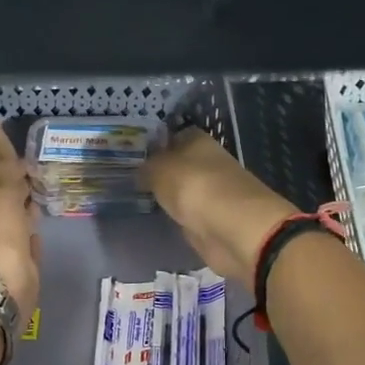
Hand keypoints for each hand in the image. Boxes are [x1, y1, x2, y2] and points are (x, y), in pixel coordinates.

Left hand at [0, 122, 39, 313]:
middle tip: (40, 165)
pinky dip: (34, 231)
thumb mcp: (0, 194)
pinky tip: (41, 226)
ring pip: (20, 218)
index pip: (0, 175)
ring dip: (28, 205)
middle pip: (10, 197)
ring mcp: (9, 246)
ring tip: (46, 188)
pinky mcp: (24, 267)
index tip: (25, 146)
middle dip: (22, 183)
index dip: (11, 161)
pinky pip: (30, 242)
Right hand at [142, 129, 296, 286]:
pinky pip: (189, 214)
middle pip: (179, 163)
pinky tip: (160, 218)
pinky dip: (178, 216)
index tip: (133, 152)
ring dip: (169, 194)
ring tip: (138, 196)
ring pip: (183, 189)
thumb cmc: (196, 188)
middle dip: (160, 170)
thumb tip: (140, 171)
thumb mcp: (160, 171)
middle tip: (129, 176)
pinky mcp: (214, 221)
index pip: (174, 134)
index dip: (156, 142)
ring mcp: (213, 193)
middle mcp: (208, 164)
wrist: (235, 230)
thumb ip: (147, 168)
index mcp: (199, 142)